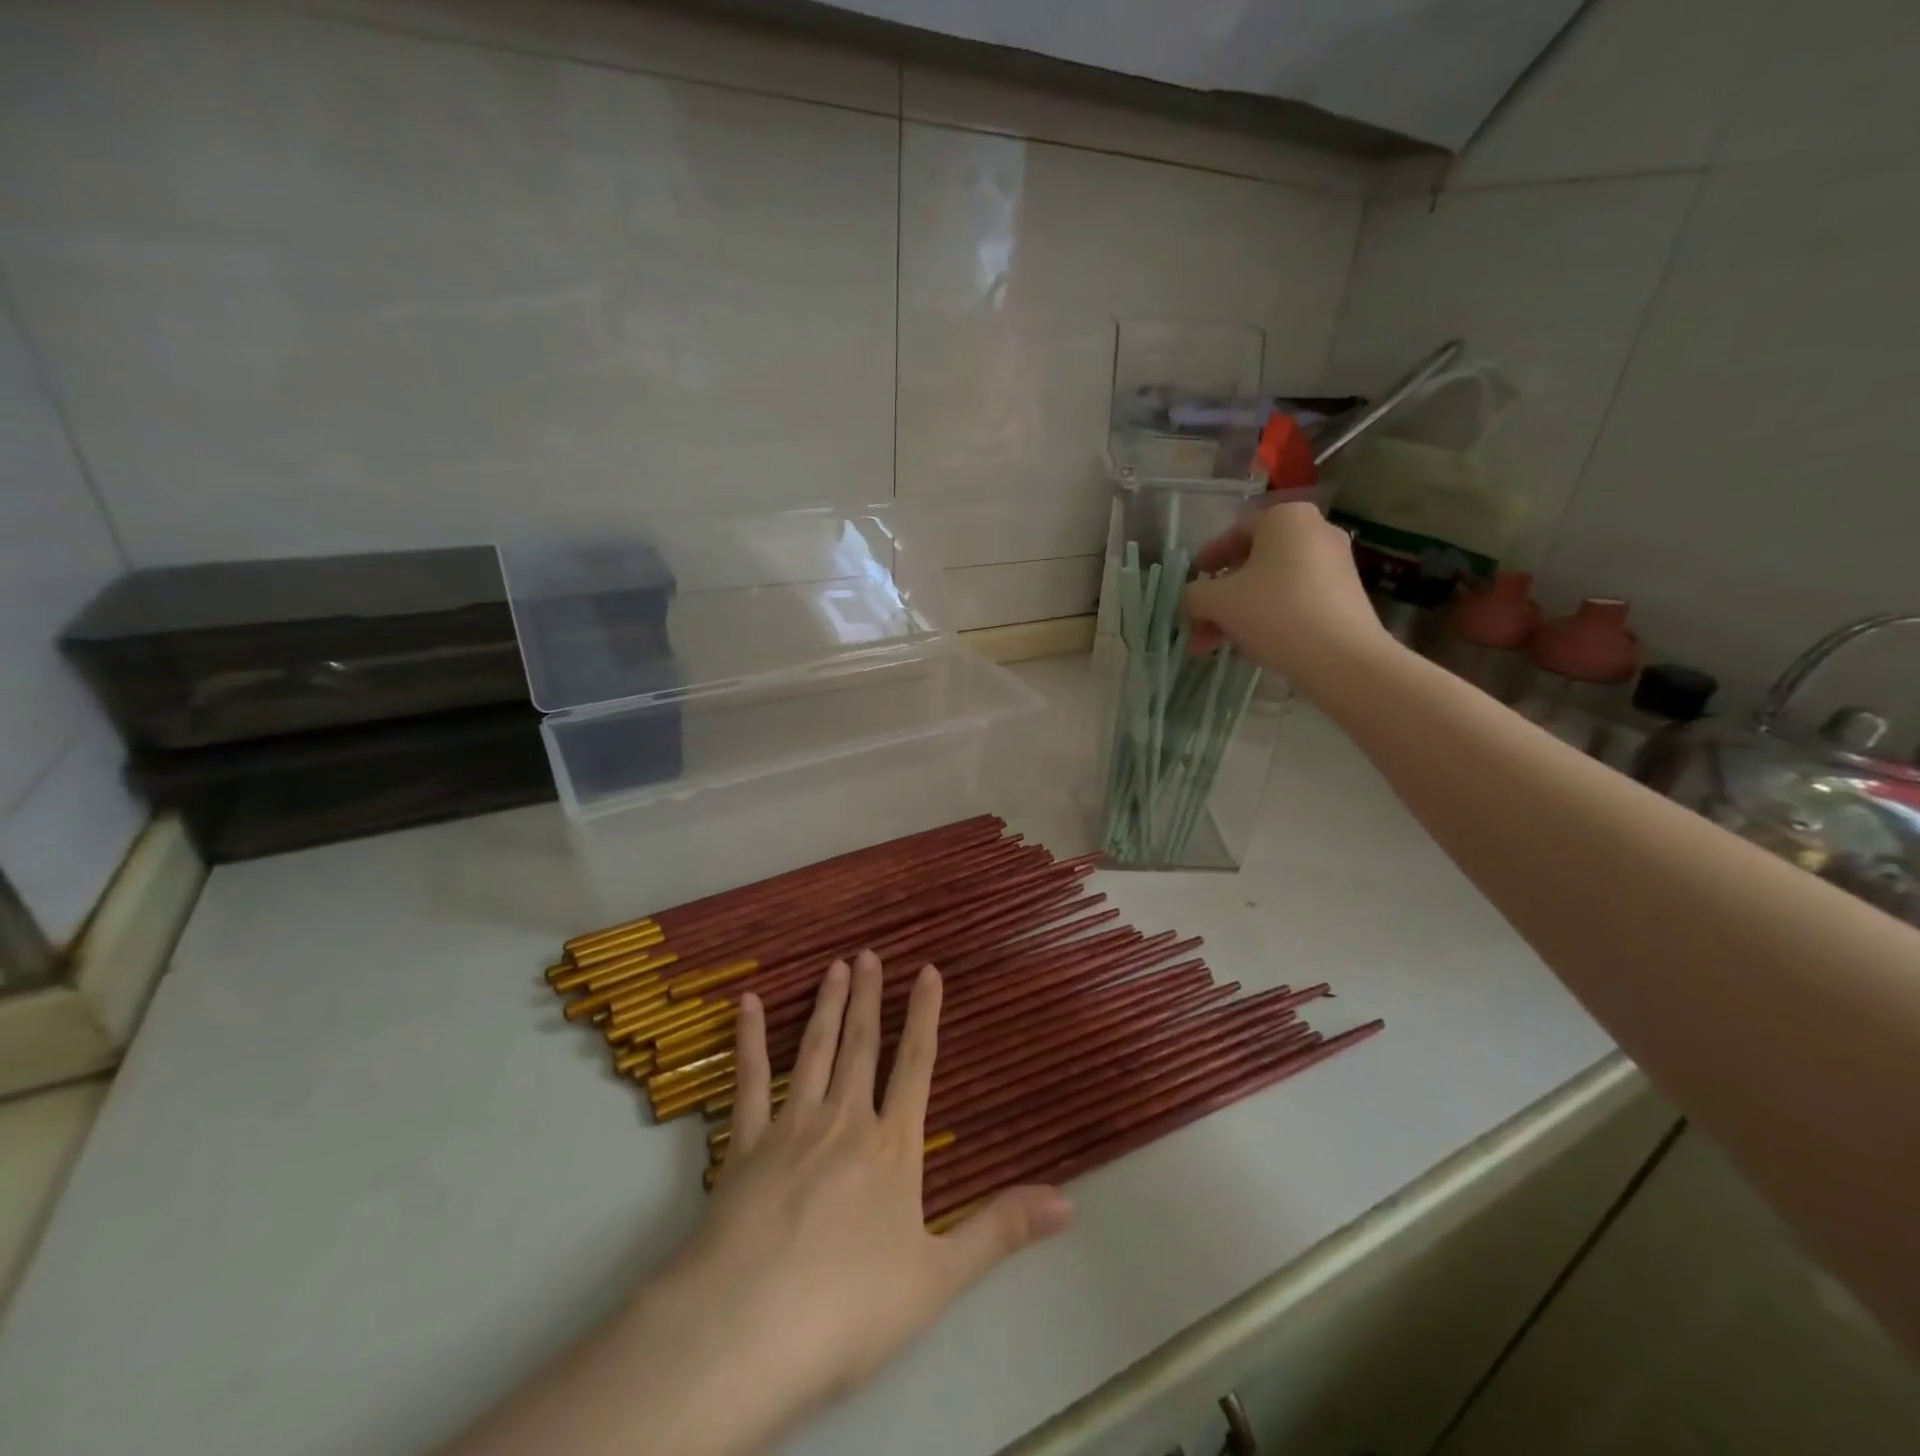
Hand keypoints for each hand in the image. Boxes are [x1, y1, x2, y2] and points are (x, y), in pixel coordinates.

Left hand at [655, 951, 1073, 1451]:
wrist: (747, 1332)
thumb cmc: (849, 1311)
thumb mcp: (939, 1278)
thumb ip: (1001, 1230)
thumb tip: (1069, 1201)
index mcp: (891, 1148)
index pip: (915, 1065)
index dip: (924, 1015)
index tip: (928, 970)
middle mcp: (843, 1122)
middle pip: (861, 1046)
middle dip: (868, 996)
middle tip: (869, 952)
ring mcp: (790, 1128)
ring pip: (814, 1051)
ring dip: (826, 1005)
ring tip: (834, 966)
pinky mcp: (744, 1146)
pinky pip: (750, 1081)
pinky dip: (749, 1039)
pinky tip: (749, 1004)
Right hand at [1183, 502, 1390, 684]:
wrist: (1342, 657)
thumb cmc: (1274, 612)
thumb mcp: (1217, 602)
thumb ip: (1194, 595)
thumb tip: (1194, 600)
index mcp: (1285, 518)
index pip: (1235, 532)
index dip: (1207, 560)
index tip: (1192, 585)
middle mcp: (1315, 531)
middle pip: (1252, 563)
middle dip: (1219, 598)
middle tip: (1198, 626)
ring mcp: (1334, 564)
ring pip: (1271, 585)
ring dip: (1238, 613)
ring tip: (1216, 646)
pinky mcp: (1344, 595)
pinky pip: (1294, 599)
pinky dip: (1268, 617)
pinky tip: (1250, 646)